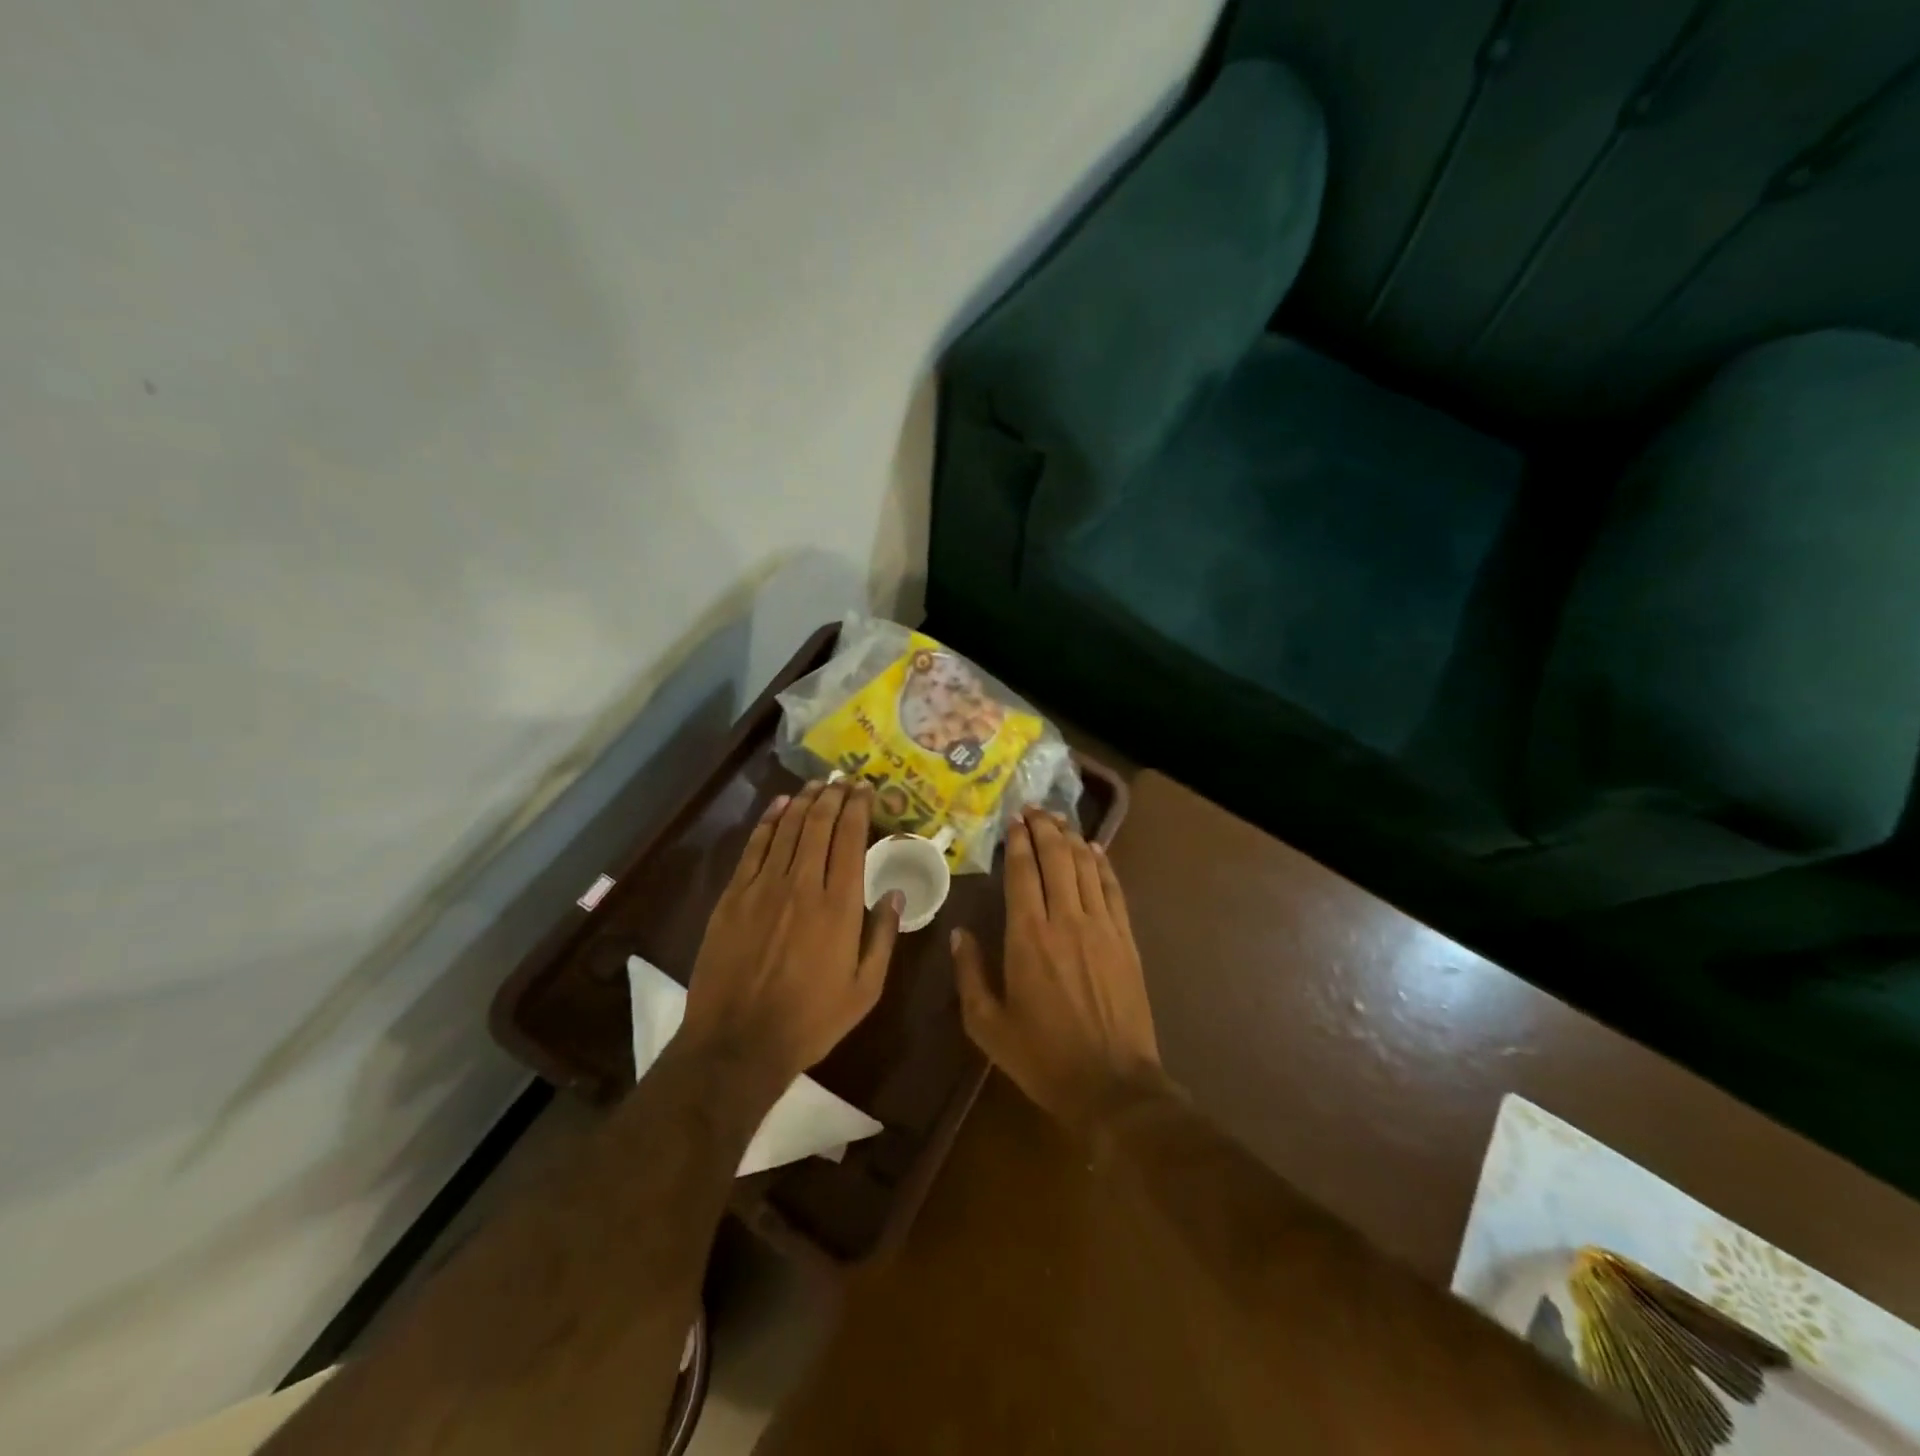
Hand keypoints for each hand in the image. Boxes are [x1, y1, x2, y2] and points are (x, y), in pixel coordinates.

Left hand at [682, 781, 901, 1086]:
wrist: (738, 1042)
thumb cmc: (811, 1019)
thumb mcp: (865, 989)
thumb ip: (884, 937)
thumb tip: (897, 893)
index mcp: (840, 905)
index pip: (851, 838)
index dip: (859, 808)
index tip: (866, 790)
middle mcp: (803, 884)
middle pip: (820, 824)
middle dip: (834, 795)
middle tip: (844, 780)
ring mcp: (763, 887)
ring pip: (788, 828)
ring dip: (805, 801)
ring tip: (817, 785)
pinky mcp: (733, 896)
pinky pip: (754, 846)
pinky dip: (768, 821)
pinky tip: (780, 806)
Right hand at [952, 808, 1162, 1133]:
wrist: (1111, 1084)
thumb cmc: (1042, 1057)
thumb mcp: (988, 1025)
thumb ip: (970, 975)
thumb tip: (959, 934)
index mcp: (1028, 938)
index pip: (1023, 873)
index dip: (1019, 842)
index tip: (1013, 820)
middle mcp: (1065, 921)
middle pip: (1056, 859)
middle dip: (1045, 828)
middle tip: (1034, 809)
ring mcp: (1101, 927)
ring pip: (1086, 867)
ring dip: (1072, 838)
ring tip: (1059, 819)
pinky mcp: (1125, 939)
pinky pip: (1113, 889)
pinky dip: (1102, 864)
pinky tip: (1094, 849)